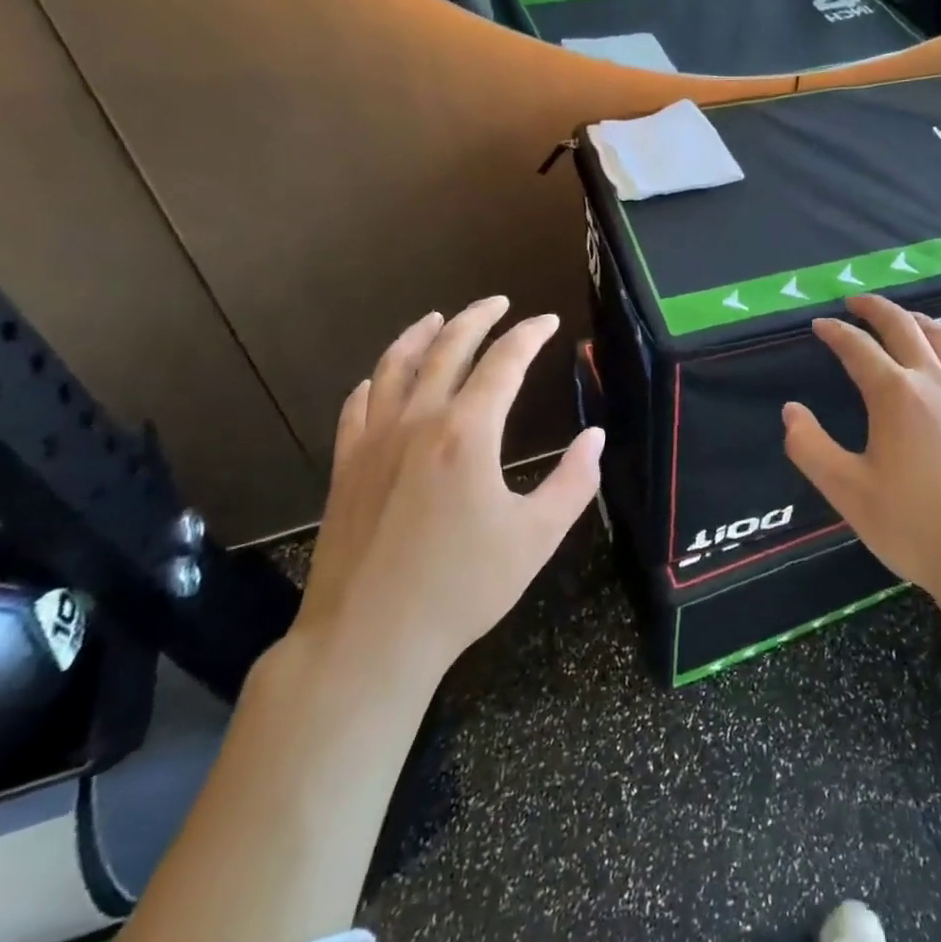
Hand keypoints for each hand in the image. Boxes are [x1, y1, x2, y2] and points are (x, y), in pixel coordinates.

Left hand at [291, 297, 602, 693]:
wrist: (368, 639)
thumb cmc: (462, 588)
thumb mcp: (536, 538)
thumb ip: (573, 482)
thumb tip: (595, 437)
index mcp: (468, 433)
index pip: (503, 362)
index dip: (528, 335)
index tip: (547, 321)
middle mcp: (418, 421)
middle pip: (447, 348)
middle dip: (477, 318)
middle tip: (498, 303)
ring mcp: (374, 441)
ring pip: (395, 366)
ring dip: (420, 335)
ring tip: (438, 318)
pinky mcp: (345, 466)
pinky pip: (357, 405)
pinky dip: (376, 380)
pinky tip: (381, 379)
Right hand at [782, 295, 940, 611]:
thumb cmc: (915, 526)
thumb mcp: (848, 492)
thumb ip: (811, 448)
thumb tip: (791, 411)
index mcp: (895, 395)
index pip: (858, 348)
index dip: (835, 333)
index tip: (819, 325)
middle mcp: (934, 382)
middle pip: (904, 328)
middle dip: (876, 309)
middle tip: (855, 303)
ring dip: (917, 322)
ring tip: (902, 319)